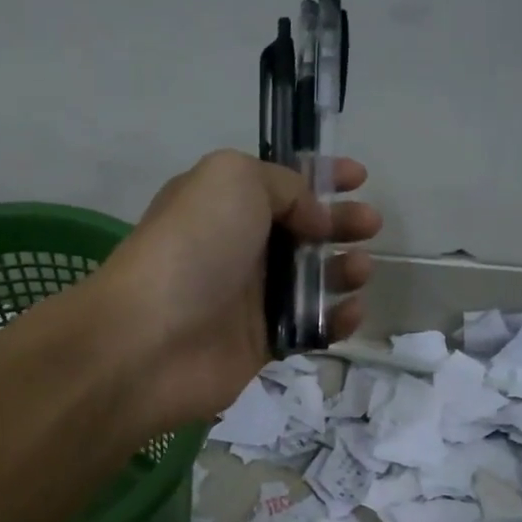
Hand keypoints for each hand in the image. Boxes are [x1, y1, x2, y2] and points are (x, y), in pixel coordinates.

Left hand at [95, 149, 381, 431]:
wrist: (151, 340)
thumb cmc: (193, 248)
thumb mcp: (234, 181)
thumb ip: (283, 185)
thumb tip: (312, 220)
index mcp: (223, 204)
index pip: (279, 184)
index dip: (320, 176)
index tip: (358, 177)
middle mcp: (236, 248)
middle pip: (301, 231)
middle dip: (340, 223)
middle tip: (370, 224)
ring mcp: (247, 298)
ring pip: (309, 280)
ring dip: (342, 270)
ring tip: (359, 268)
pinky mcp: (260, 344)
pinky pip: (309, 327)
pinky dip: (336, 319)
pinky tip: (351, 311)